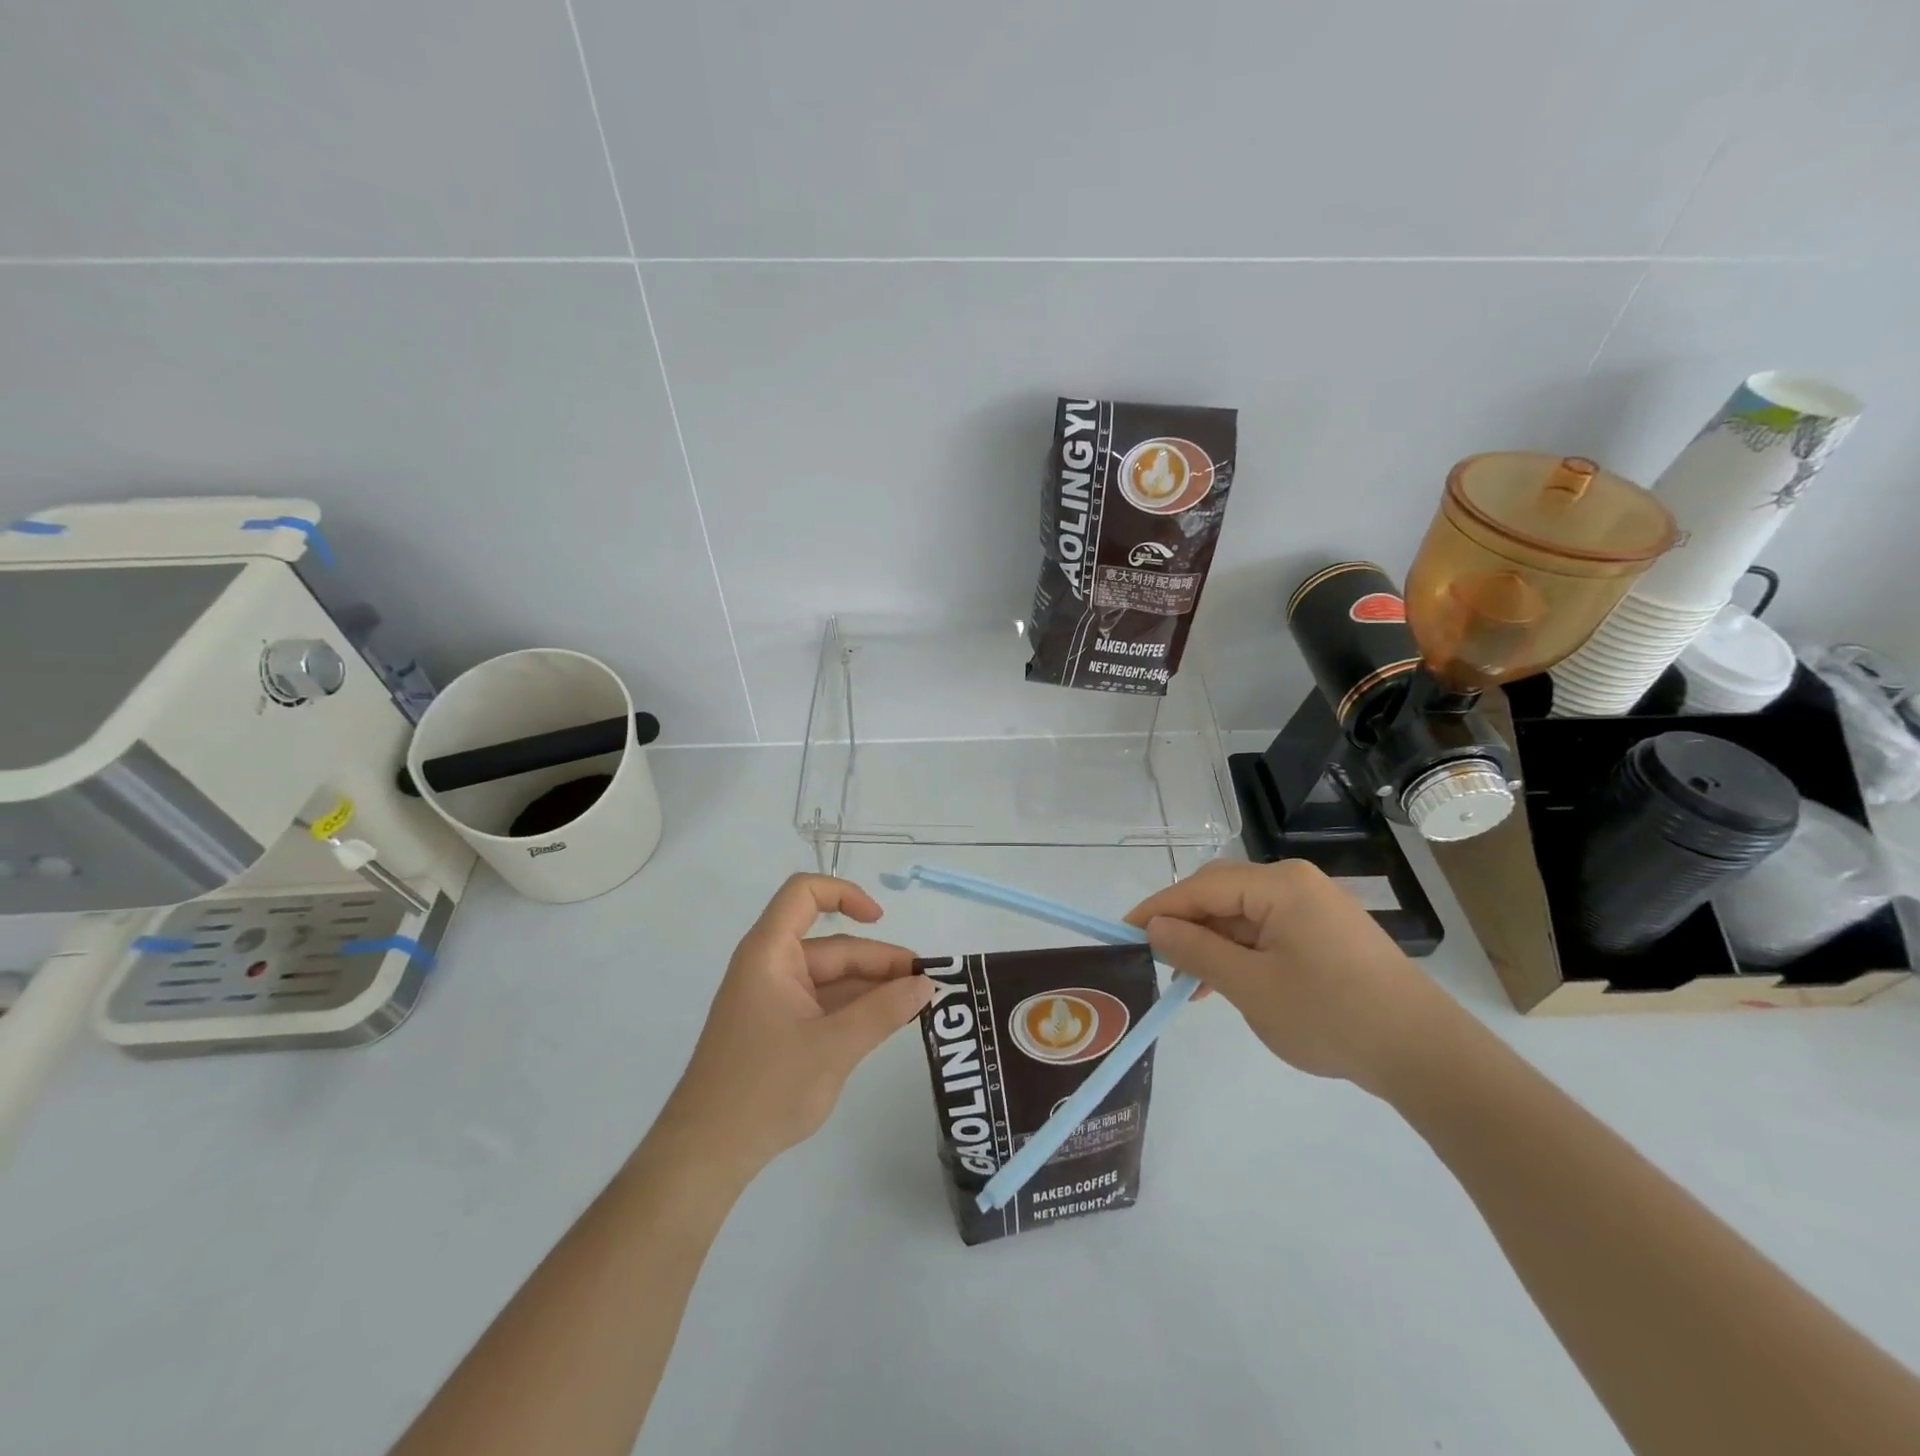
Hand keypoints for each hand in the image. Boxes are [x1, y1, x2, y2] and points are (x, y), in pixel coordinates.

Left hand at [658, 875, 934, 1179]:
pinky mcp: (778, 1029)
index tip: (881, 920)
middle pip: (832, 946)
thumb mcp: (834, 1047)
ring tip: (917, 1003)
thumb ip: (884, 1012)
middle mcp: (771, 967)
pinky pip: (823, 1004)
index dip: (845, 894)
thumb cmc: (765, 1089)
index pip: (804, 894)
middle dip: (878, 961)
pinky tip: (887, 1021)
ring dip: (872, 987)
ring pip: (831, 978)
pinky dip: (855, 1009)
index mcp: (770, 954)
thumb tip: (926, 984)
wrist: (706, 1154)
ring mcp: (773, 999)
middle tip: (926, 983)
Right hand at [1125, 859, 1465, 1095]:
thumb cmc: (1332, 1015)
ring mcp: (1315, 908)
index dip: (1158, 909)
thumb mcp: (1251, 987)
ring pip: (1242, 916)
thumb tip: (1154, 929)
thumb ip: (1197, 952)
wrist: (1425, 1055)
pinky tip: (1226, 984)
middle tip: (1154, 961)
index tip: (1122, 932)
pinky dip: (1240, 954)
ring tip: (1188, 984)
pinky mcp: (1326, 934)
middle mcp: (1296, 884)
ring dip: (1212, 944)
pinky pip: (1267, 932)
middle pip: (1221, 894)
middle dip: (1185, 926)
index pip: (1201, 886)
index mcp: (1280, 885)